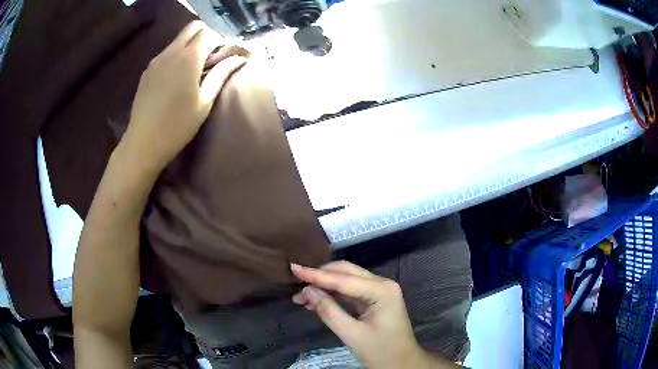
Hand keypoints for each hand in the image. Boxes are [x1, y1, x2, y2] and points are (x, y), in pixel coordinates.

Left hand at [121, 20, 247, 172]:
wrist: (143, 143)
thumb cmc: (177, 126)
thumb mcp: (205, 102)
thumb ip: (222, 74)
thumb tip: (240, 58)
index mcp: (189, 58)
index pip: (208, 33)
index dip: (219, 42)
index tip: (221, 58)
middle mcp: (171, 52)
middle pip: (193, 28)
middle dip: (205, 36)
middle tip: (209, 58)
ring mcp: (156, 60)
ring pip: (178, 39)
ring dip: (190, 46)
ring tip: (193, 70)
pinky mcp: (147, 70)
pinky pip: (166, 52)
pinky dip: (176, 56)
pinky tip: (176, 78)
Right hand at [291, 262, 455, 368]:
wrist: (403, 364)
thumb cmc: (381, 352)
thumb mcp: (352, 334)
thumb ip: (329, 311)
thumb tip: (306, 291)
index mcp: (381, 291)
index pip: (343, 279)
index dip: (316, 274)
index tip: (294, 268)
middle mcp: (382, 284)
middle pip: (346, 272)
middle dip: (320, 276)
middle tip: (296, 281)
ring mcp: (380, 290)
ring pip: (347, 279)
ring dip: (325, 284)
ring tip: (301, 294)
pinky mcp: (375, 298)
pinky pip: (351, 289)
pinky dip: (333, 292)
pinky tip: (316, 298)